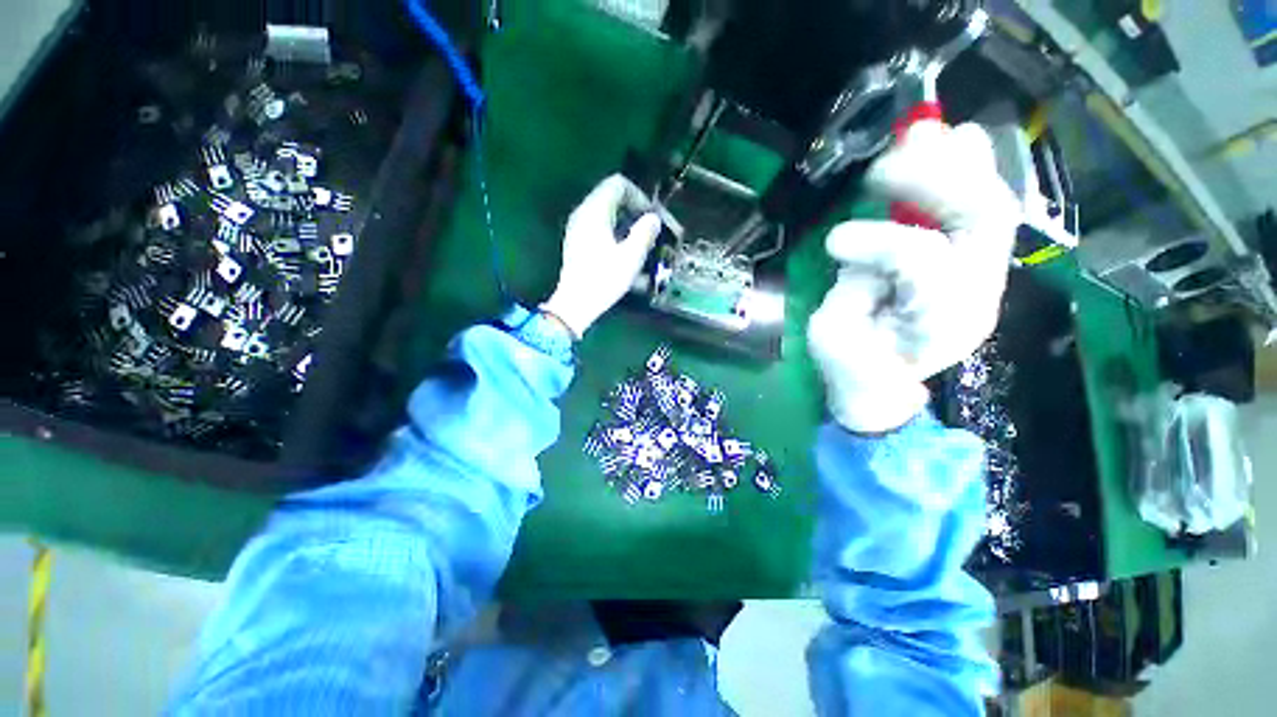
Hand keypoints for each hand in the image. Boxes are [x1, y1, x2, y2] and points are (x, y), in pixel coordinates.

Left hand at [541, 175, 662, 338]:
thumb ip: (645, 232)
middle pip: (613, 199)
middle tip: (651, 231)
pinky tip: (628, 259)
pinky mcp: (578, 245)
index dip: (639, 196)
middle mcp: (583, 214)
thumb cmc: (604, 279)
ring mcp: (578, 229)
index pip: (618, 184)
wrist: (576, 304)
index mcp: (594, 211)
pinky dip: (617, 238)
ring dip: (628, 227)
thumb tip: (653, 219)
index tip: (652, 216)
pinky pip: (601, 231)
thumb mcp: (631, 256)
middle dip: (635, 213)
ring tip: (643, 248)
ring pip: (608, 217)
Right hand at [808, 122, 1020, 433]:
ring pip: (992, 206)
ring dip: (956, 163)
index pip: (923, 262)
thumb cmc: (853, 369)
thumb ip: (851, 291)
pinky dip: (970, 170)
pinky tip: (954, 140)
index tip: (832, 240)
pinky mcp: (977, 264)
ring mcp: (986, 276)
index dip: (879, 240)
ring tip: (920, 133)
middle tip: (886, 162)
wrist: (883, 390)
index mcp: (935, 322)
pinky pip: (984, 208)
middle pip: (981, 218)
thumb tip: (868, 248)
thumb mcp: (833, 338)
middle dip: (934, 178)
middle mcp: (979, 294)